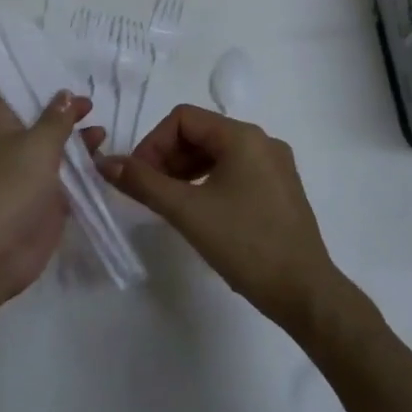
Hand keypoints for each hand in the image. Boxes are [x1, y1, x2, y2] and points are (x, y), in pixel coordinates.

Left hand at [0, 92, 102, 305]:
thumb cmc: (12, 184)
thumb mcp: (38, 143)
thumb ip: (56, 119)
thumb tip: (65, 95)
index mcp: (1, 127)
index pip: (12, 98)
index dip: (34, 90)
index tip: (63, 84)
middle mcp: (14, 149)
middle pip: (40, 125)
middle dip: (65, 116)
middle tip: (92, 108)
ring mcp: (30, 178)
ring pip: (57, 153)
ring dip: (78, 144)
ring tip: (102, 135)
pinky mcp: (46, 204)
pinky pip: (69, 182)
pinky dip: (85, 173)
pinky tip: (106, 164)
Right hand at [102, 105, 344, 334]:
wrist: (304, 292)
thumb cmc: (245, 244)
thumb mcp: (187, 211)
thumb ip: (143, 182)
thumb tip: (106, 162)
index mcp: (243, 136)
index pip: (183, 118)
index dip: (153, 142)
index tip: (138, 178)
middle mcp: (262, 141)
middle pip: (200, 133)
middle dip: (167, 157)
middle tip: (148, 192)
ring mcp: (274, 166)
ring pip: (216, 153)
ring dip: (185, 170)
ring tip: (168, 202)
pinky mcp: (279, 189)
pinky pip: (234, 171)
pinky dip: (207, 182)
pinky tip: (197, 210)